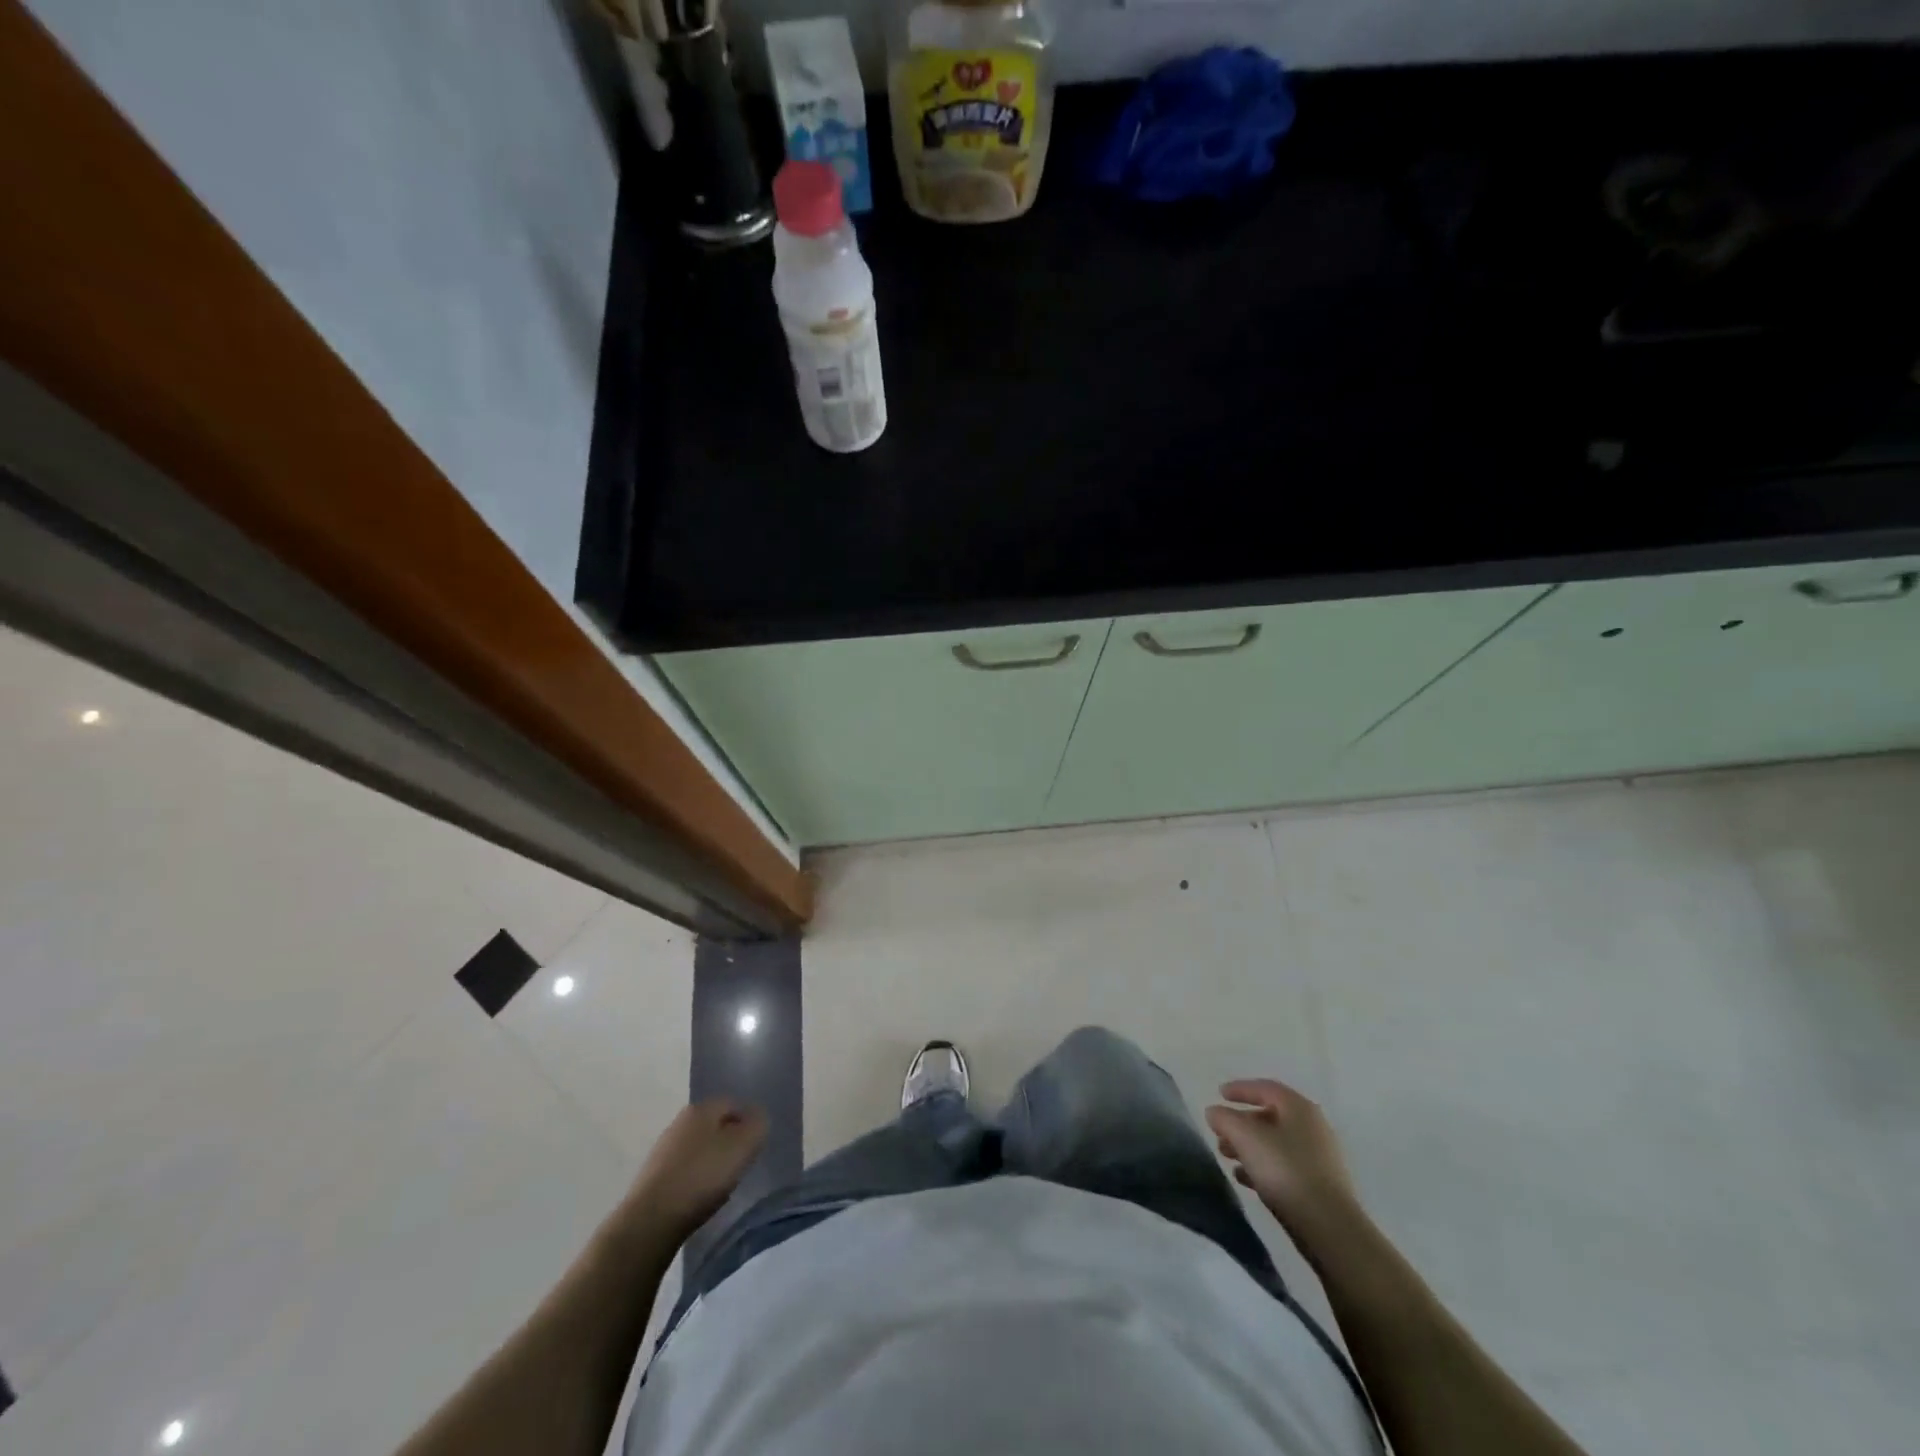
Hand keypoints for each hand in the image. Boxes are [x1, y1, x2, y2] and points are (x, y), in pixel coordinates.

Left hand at [626, 1100, 767, 1239]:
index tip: (755, 1146)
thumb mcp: (743, 1147)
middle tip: (741, 1164)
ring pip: (698, 1147)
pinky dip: (695, 1178)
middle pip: (714, 1125)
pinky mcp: (652, 1177)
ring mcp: (663, 1149)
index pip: (733, 1103)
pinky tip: (699, 1197)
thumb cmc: (702, 1177)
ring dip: (711, 1160)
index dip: (748, 1122)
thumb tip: (758, 1116)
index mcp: (701, 1108)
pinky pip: (683, 1169)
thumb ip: (757, 1125)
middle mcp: (679, 1121)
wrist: (650, 1222)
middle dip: (729, 1140)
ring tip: (721, 1184)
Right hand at [1207, 1078, 1359, 1245]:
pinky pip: (1285, 1167)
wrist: (1329, 1227)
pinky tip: (1244, 1179)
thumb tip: (1214, 1112)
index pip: (1265, 1088)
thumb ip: (1225, 1119)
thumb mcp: (1245, 1138)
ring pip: (1276, 1143)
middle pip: (1270, 1116)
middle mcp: (1313, 1127)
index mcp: (1299, 1107)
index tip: (1219, 1094)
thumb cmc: (1285, 1170)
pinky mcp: (1320, 1186)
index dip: (1240, 1089)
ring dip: (1249, 1146)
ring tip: (1226, 1157)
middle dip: (1241, 1123)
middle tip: (1219, 1132)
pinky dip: (1263, 1167)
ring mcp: (1320, 1158)